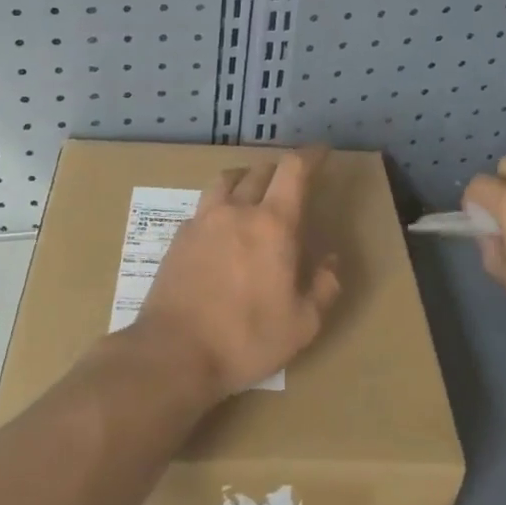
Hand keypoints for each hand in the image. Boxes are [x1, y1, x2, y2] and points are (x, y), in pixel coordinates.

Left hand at [133, 147, 342, 401]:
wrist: (174, 352)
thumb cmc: (246, 339)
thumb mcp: (302, 324)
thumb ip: (324, 286)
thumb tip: (331, 260)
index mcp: (273, 225)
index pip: (294, 170)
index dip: (310, 155)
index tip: (321, 153)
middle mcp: (237, 210)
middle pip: (260, 171)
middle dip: (280, 170)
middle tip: (291, 183)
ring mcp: (203, 220)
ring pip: (226, 180)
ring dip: (246, 178)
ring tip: (253, 193)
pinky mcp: (179, 236)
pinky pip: (204, 205)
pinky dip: (220, 204)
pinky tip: (222, 226)